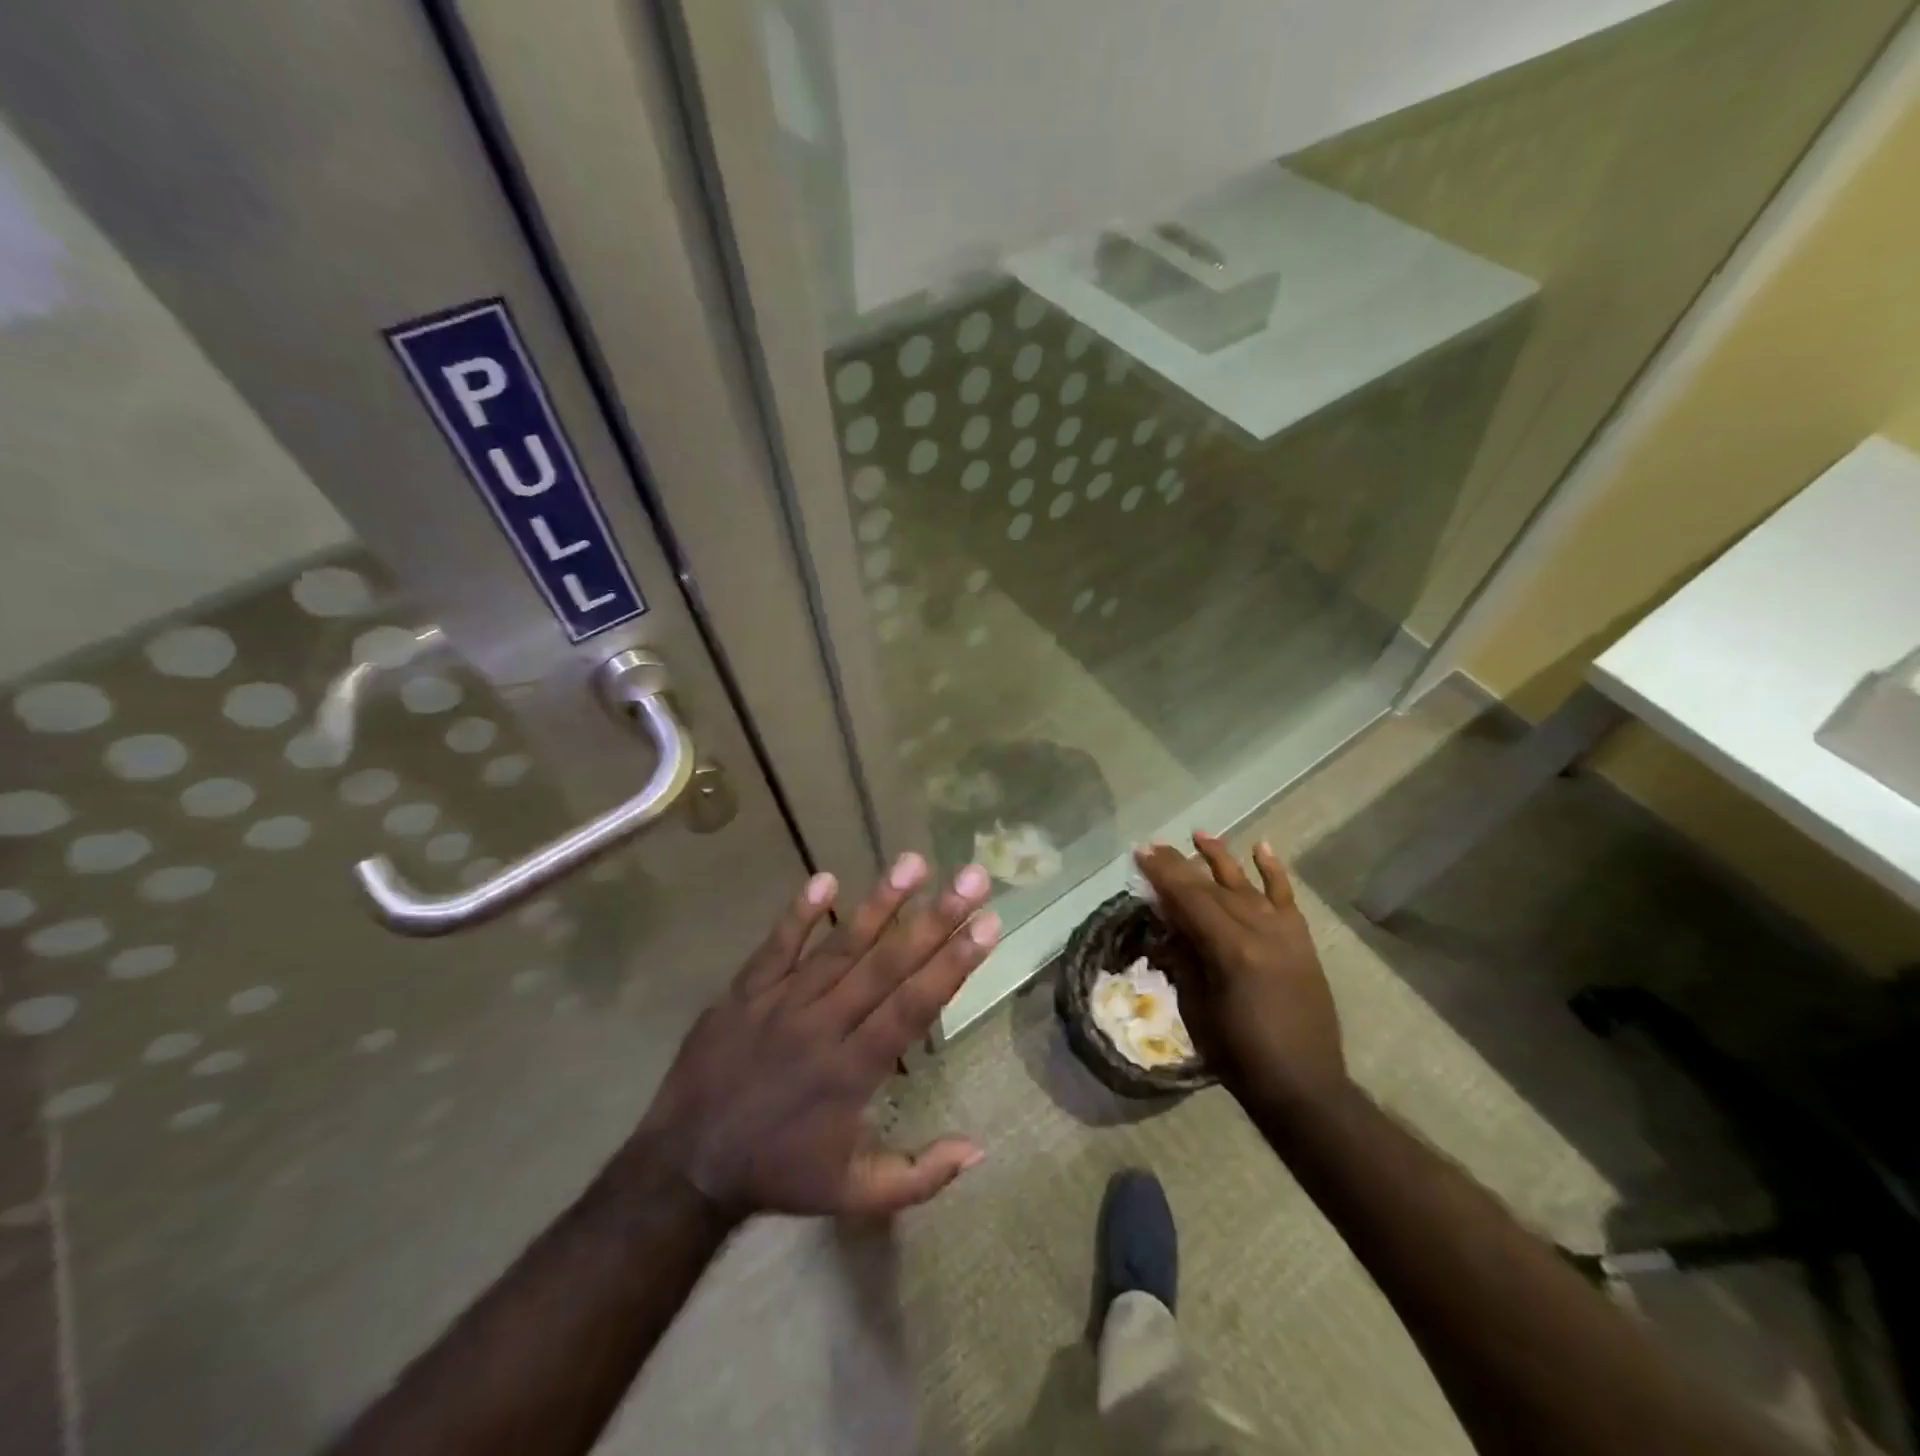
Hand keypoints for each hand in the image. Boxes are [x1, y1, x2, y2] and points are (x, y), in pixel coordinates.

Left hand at [628, 855, 999, 1220]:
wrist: (684, 1168)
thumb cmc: (778, 1174)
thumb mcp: (853, 1195)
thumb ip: (919, 1175)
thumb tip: (980, 1147)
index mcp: (853, 1071)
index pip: (913, 1006)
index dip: (953, 964)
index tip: (988, 924)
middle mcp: (823, 1026)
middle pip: (886, 965)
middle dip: (935, 919)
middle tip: (971, 877)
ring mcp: (780, 1003)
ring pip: (839, 946)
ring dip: (879, 903)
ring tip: (914, 862)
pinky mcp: (744, 993)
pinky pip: (775, 947)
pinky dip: (799, 914)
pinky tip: (825, 878)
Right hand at [1134, 834, 1346, 1111]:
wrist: (1304, 1085)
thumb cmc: (1238, 1054)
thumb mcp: (1196, 1007)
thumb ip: (1183, 957)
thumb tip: (1166, 919)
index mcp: (1231, 951)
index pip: (1190, 899)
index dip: (1163, 874)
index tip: (1141, 852)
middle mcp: (1261, 932)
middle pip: (1213, 888)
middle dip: (1181, 865)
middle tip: (1155, 846)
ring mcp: (1286, 934)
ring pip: (1247, 885)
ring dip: (1222, 859)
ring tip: (1200, 835)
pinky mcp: (1302, 942)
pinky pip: (1286, 899)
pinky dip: (1274, 872)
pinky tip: (1262, 848)